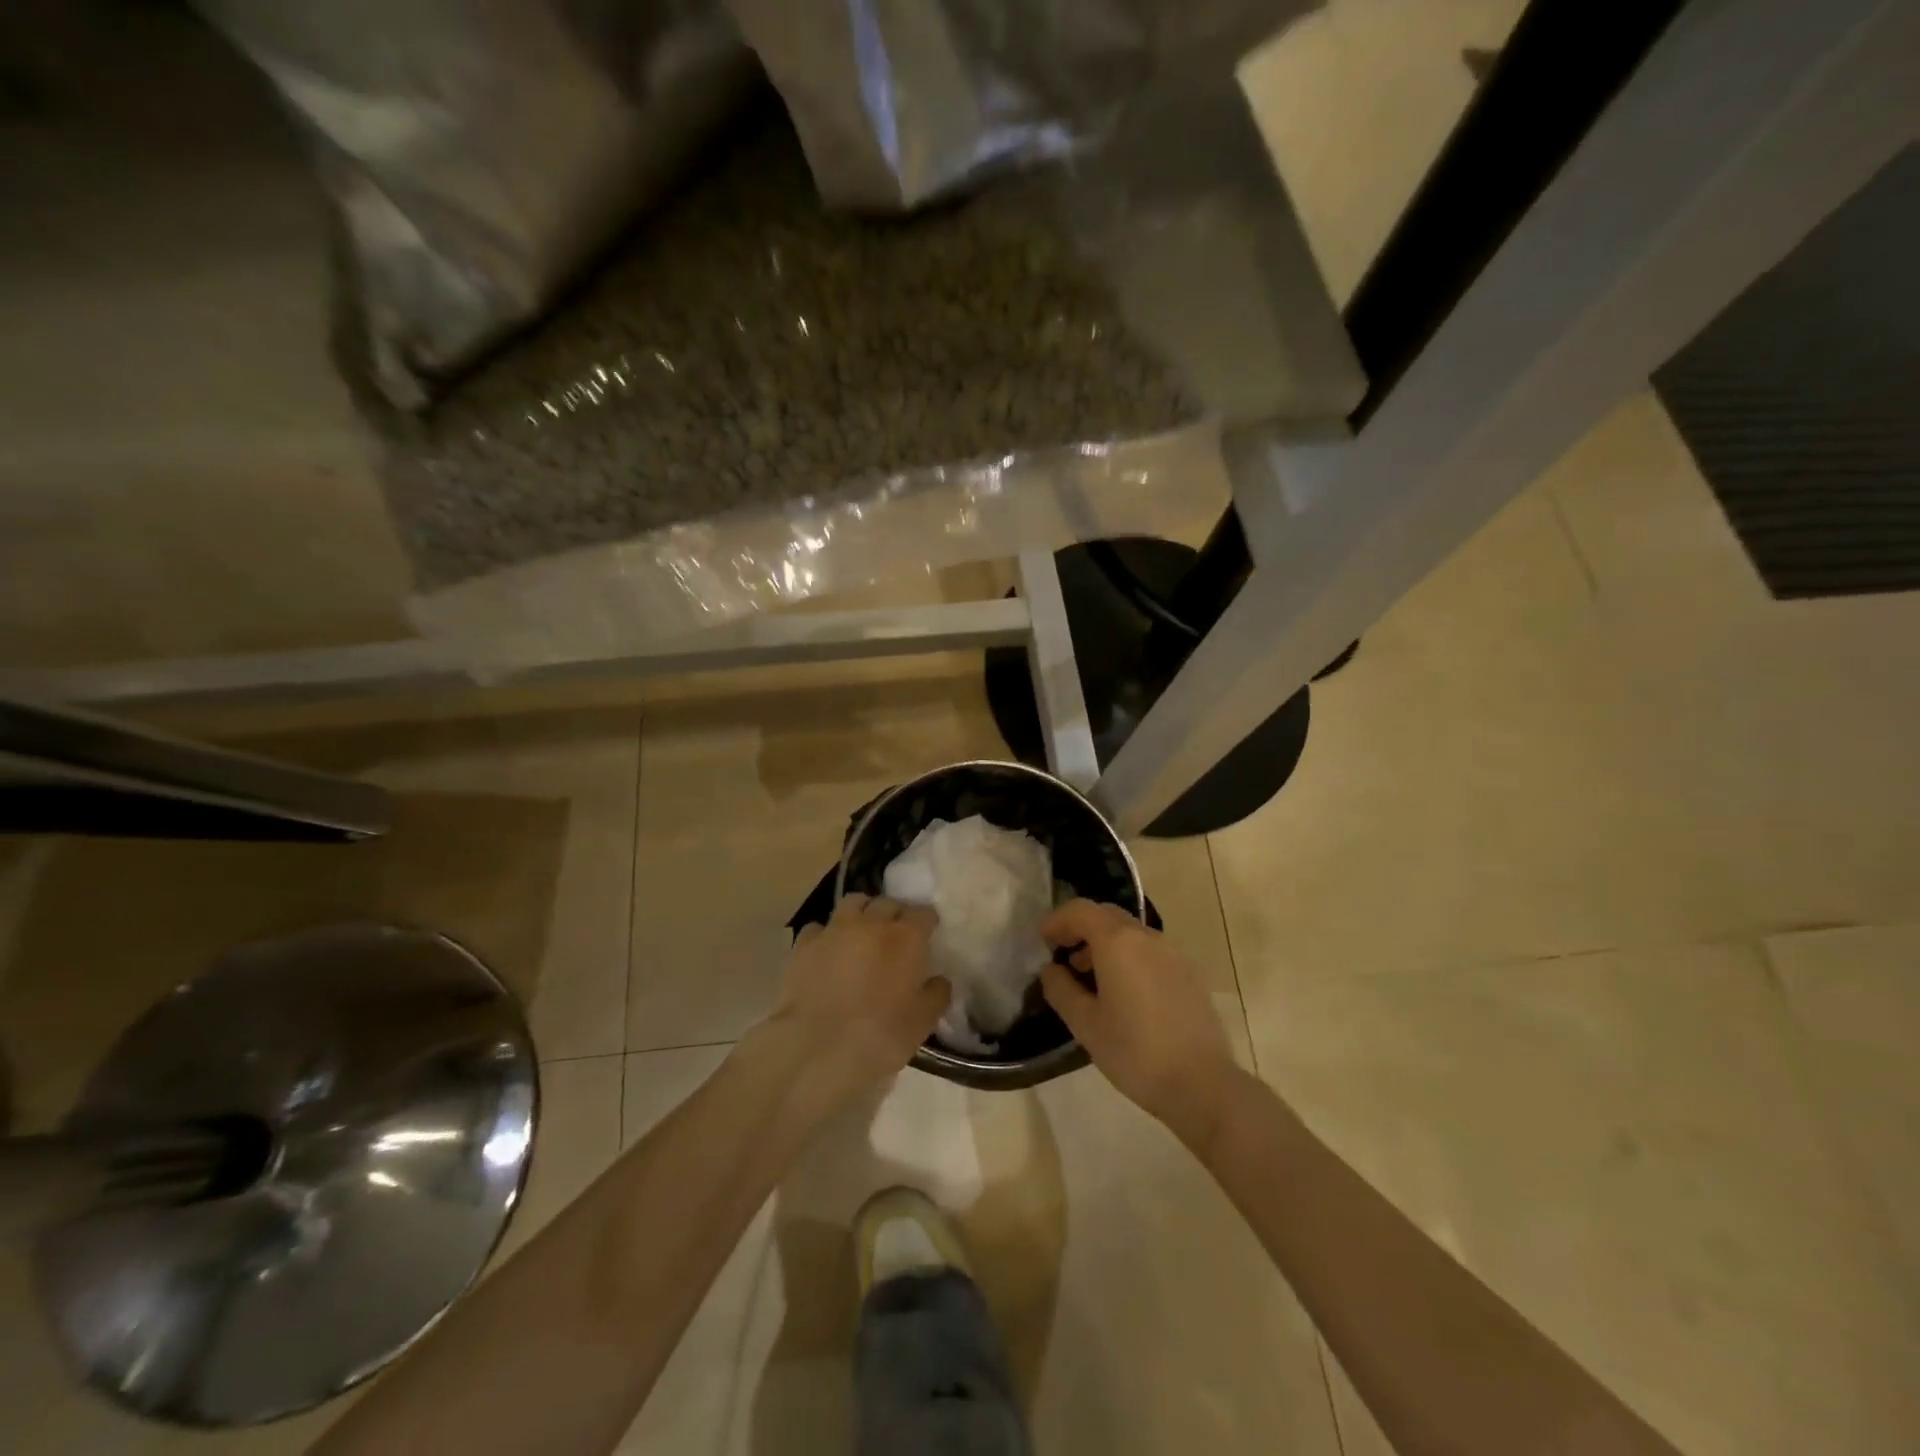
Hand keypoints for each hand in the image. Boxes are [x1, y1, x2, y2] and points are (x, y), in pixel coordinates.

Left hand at [768, 894, 948, 1105]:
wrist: (819, 1048)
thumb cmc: (881, 1035)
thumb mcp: (923, 1021)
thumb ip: (936, 994)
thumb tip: (938, 981)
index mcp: (906, 938)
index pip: (924, 913)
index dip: (927, 922)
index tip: (928, 934)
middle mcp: (871, 923)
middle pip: (887, 903)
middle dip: (895, 914)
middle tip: (895, 935)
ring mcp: (834, 930)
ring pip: (852, 903)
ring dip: (862, 912)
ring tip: (861, 932)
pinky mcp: (804, 944)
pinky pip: (818, 927)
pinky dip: (826, 934)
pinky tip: (827, 952)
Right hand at [1040, 899, 1237, 1149]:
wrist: (1202, 1084)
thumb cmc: (1135, 1052)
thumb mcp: (1086, 1025)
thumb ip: (1062, 990)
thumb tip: (1051, 970)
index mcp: (1118, 942)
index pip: (1080, 910)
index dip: (1057, 920)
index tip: (1042, 941)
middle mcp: (1146, 937)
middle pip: (1107, 915)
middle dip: (1081, 928)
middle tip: (1063, 955)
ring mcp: (1172, 953)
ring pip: (1131, 932)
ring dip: (1105, 943)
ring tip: (1091, 978)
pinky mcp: (1189, 973)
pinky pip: (1150, 950)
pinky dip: (1129, 956)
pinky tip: (1124, 992)